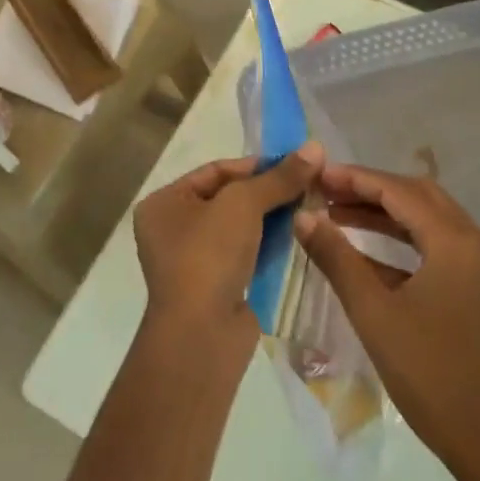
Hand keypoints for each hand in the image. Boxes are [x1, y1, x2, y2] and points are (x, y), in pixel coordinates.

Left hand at [133, 142, 324, 347]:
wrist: (201, 334)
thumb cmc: (209, 255)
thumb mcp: (244, 204)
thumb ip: (279, 177)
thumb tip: (315, 146)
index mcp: (164, 204)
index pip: (215, 171)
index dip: (256, 165)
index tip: (296, 163)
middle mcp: (172, 229)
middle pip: (229, 198)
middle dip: (268, 192)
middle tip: (308, 185)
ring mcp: (193, 261)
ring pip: (239, 228)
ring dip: (272, 218)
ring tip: (310, 208)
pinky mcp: (216, 286)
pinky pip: (245, 255)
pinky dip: (269, 246)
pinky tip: (298, 237)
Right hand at [293, 164, 479, 480]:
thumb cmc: (431, 375)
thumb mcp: (374, 314)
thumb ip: (337, 259)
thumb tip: (303, 216)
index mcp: (456, 243)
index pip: (400, 191)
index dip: (355, 178)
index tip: (317, 173)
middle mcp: (476, 245)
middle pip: (419, 198)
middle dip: (371, 190)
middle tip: (326, 191)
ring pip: (430, 224)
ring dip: (386, 216)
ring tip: (338, 216)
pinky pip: (438, 251)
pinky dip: (403, 245)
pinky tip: (367, 256)